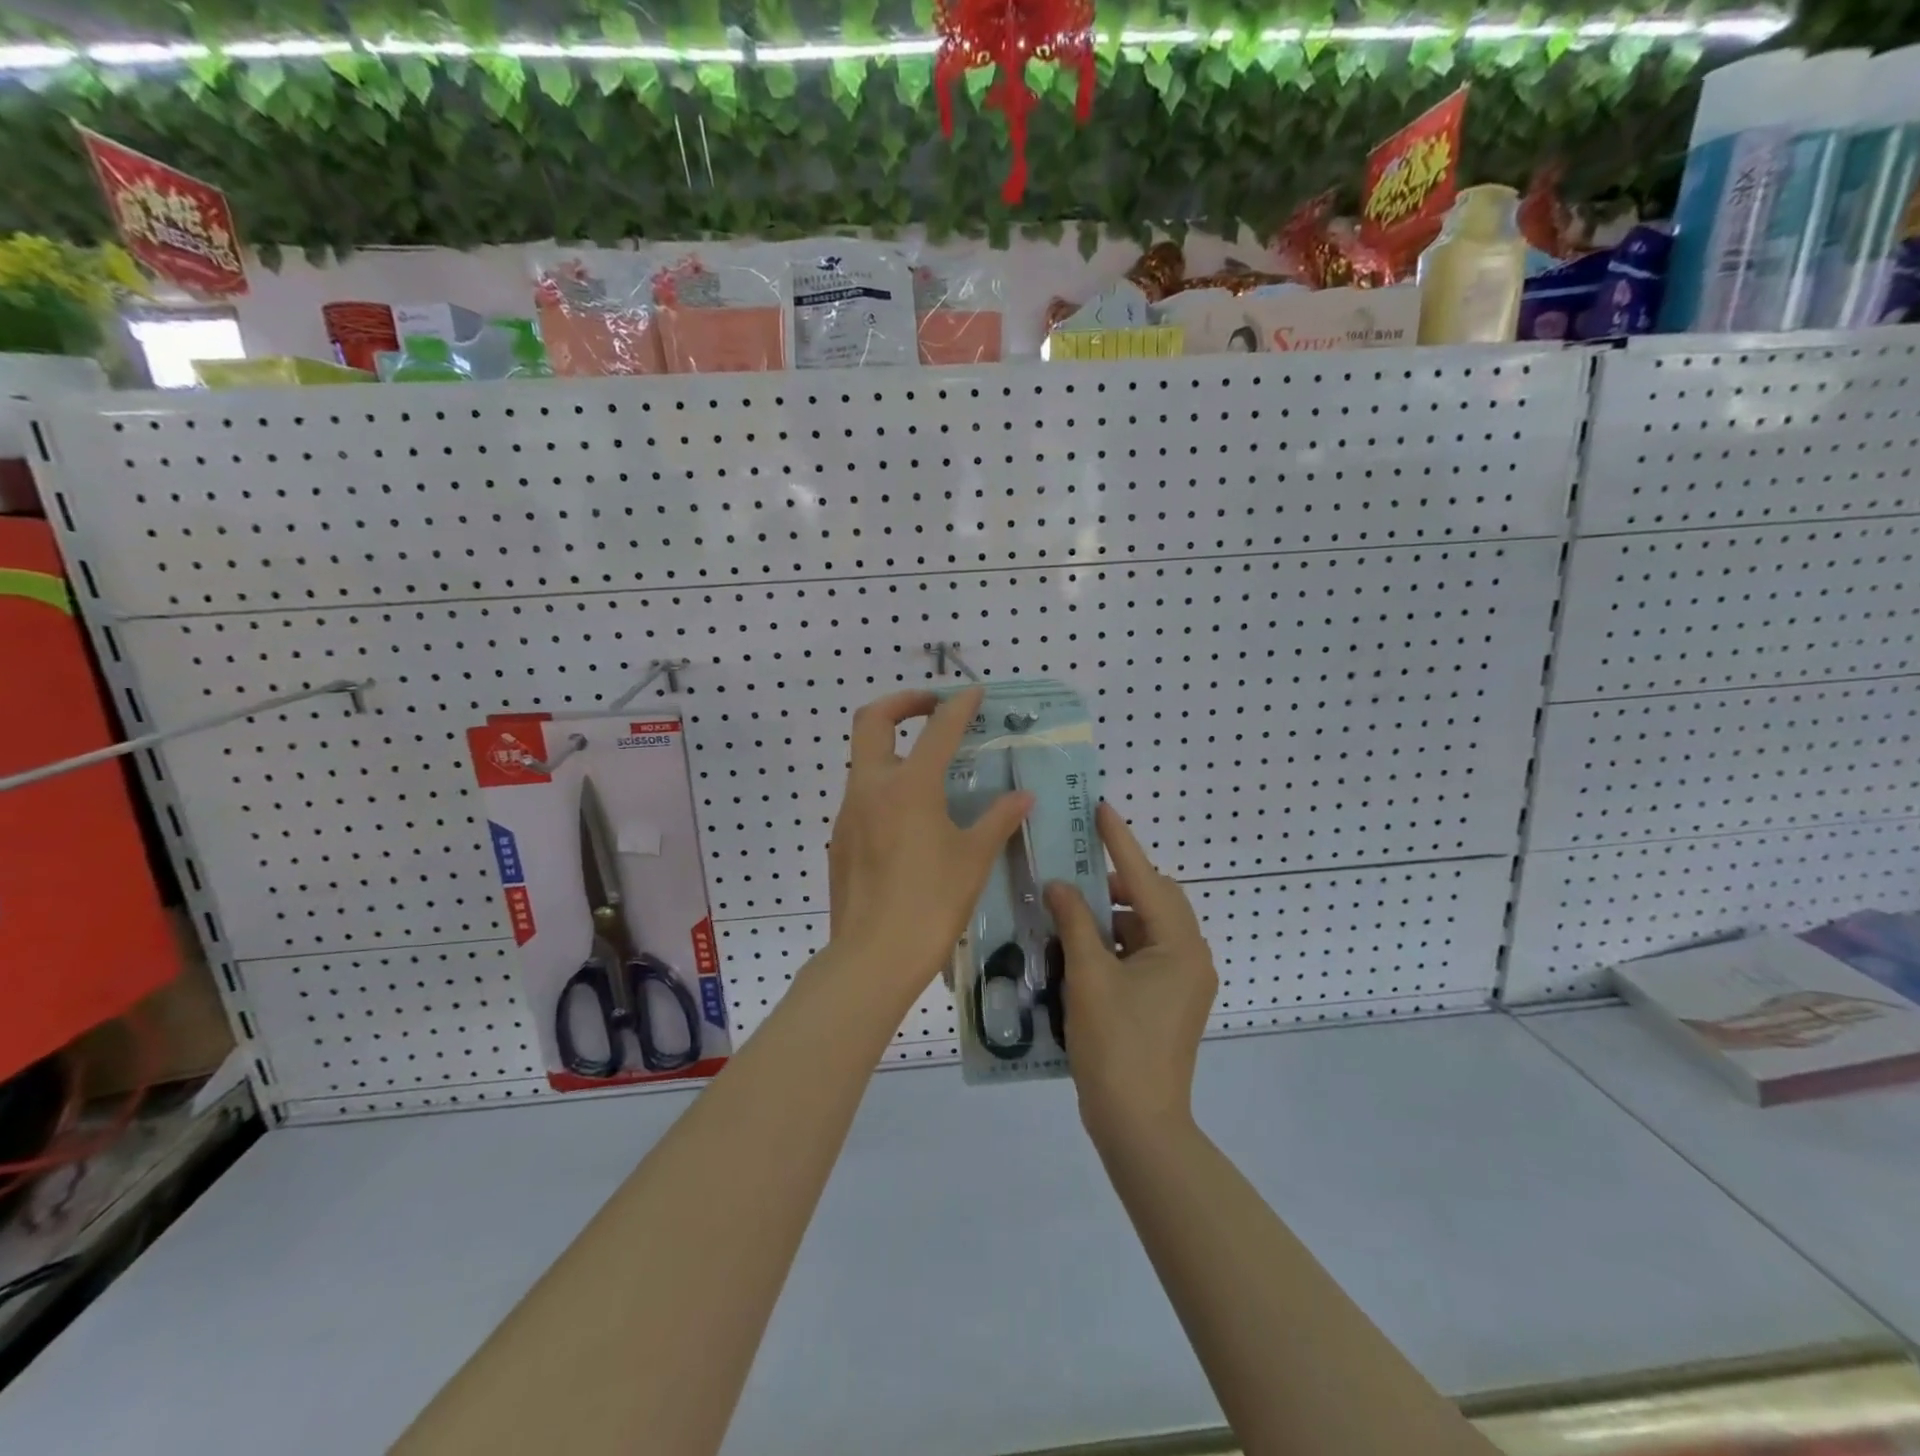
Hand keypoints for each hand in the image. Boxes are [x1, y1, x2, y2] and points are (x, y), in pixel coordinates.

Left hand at [826, 687, 1032, 1007]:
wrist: (873, 957)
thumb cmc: (931, 904)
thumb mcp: (973, 860)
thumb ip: (998, 820)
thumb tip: (1022, 797)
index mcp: (909, 786)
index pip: (937, 730)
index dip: (958, 706)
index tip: (973, 693)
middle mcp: (871, 787)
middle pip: (872, 721)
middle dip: (902, 703)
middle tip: (931, 707)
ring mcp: (849, 813)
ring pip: (864, 760)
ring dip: (893, 749)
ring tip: (929, 769)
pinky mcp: (840, 838)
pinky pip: (862, 797)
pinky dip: (886, 787)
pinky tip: (911, 819)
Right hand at [1046, 803, 1216, 1140]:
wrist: (1139, 1124)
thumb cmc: (1115, 1044)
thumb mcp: (1088, 976)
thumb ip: (1074, 923)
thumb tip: (1059, 885)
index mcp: (1180, 946)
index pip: (1145, 879)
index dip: (1120, 842)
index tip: (1100, 809)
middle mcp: (1190, 957)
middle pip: (1152, 900)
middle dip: (1114, 883)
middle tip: (1074, 871)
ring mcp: (1181, 981)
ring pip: (1145, 928)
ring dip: (1110, 916)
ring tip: (1068, 912)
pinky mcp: (1168, 1000)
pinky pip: (1141, 954)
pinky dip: (1113, 944)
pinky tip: (1079, 947)